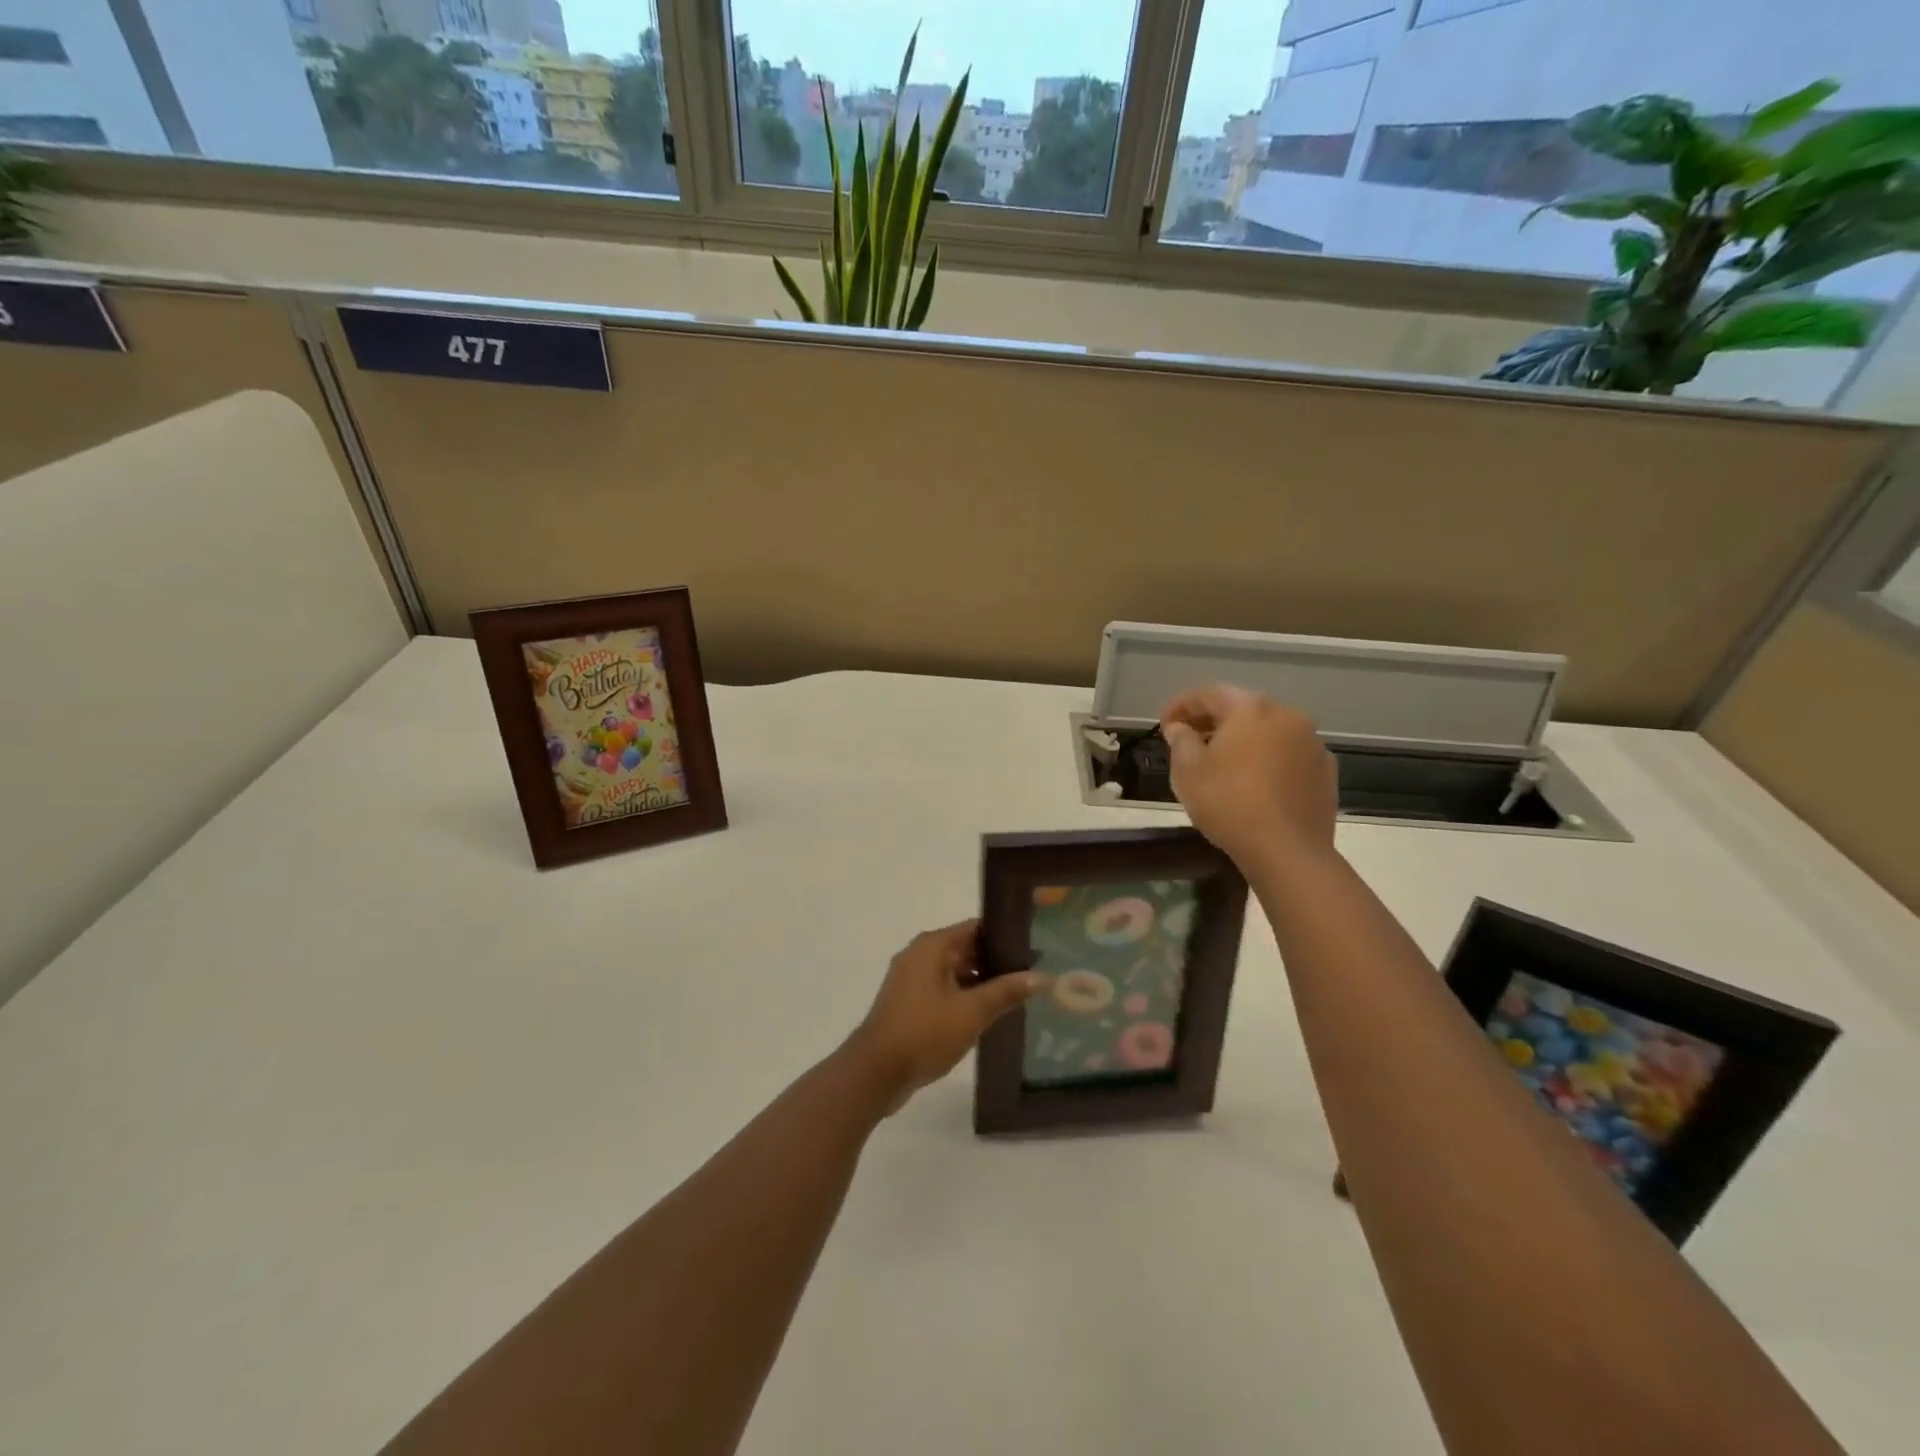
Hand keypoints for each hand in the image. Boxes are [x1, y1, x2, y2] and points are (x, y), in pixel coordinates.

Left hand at [845, 921, 1042, 1111]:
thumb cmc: (924, 1033)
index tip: (1032, 949)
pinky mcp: (907, 1003)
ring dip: (980, 983)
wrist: (875, 1072)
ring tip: (1015, 996)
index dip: (1004, 937)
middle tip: (1030, 975)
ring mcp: (910, 979)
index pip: (976, 928)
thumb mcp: (972, 1012)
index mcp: (932, 946)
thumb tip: (1040, 977)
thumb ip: (1005, 991)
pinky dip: (962, 997)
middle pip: (965, 948)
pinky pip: (942, 990)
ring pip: (954, 972)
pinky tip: (986, 1015)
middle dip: (995, 962)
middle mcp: (919, 955)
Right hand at [1161, 684, 1338, 869]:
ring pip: (1268, 730)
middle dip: (1212, 720)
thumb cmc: (1229, 804)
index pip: (1209, 693)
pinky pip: (1288, 753)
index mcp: (1250, 709)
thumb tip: (1180, 728)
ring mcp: (1311, 742)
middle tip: (1188, 738)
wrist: (1288, 851)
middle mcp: (1286, 715)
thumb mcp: (1188, 772)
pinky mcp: (1325, 770)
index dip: (1181, 705)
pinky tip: (1253, 780)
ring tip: (1220, 760)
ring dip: (1241, 738)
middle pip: (1242, 708)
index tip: (1163, 724)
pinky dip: (1266, 757)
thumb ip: (1181, 741)